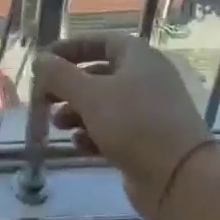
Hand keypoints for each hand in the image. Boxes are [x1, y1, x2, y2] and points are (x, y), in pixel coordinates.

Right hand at [33, 33, 217, 217]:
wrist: (179, 177)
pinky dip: (92, 134)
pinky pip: (113, 129)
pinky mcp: (146, 140)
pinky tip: (79, 145)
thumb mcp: (89, 95)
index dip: (70, 48)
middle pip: (98, 74)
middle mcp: (146, 79)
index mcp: (138, 57)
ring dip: (76, 112)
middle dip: (68, 86)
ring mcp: (148, 111)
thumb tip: (40, 60)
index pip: (100, 41)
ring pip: (103, 104)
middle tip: (43, 97)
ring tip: (57, 125)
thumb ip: (60, 75)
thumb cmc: (133, 124)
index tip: (43, 61)